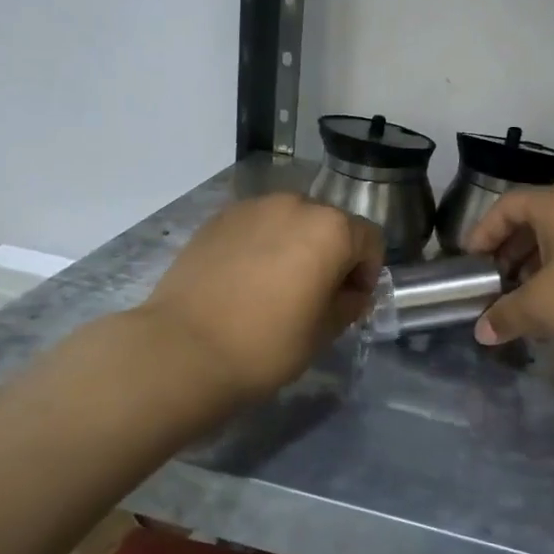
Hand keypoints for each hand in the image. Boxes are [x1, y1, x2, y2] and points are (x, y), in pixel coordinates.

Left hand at [142, 193, 383, 402]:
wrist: (183, 349)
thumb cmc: (267, 344)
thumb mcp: (324, 332)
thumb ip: (349, 303)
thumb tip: (350, 293)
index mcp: (331, 229)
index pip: (370, 240)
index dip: (367, 272)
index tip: (350, 302)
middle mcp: (295, 205)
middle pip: (330, 224)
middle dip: (332, 255)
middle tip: (315, 295)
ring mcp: (252, 207)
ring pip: (291, 222)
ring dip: (296, 246)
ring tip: (277, 286)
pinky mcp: (218, 218)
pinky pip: (257, 226)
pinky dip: (263, 245)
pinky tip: (246, 280)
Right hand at [463, 184, 553, 354]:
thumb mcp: (541, 306)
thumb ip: (506, 315)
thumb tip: (481, 332)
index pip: (507, 205)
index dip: (482, 232)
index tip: (470, 262)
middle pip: (533, 224)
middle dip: (508, 255)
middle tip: (494, 286)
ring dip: (534, 271)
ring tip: (521, 304)